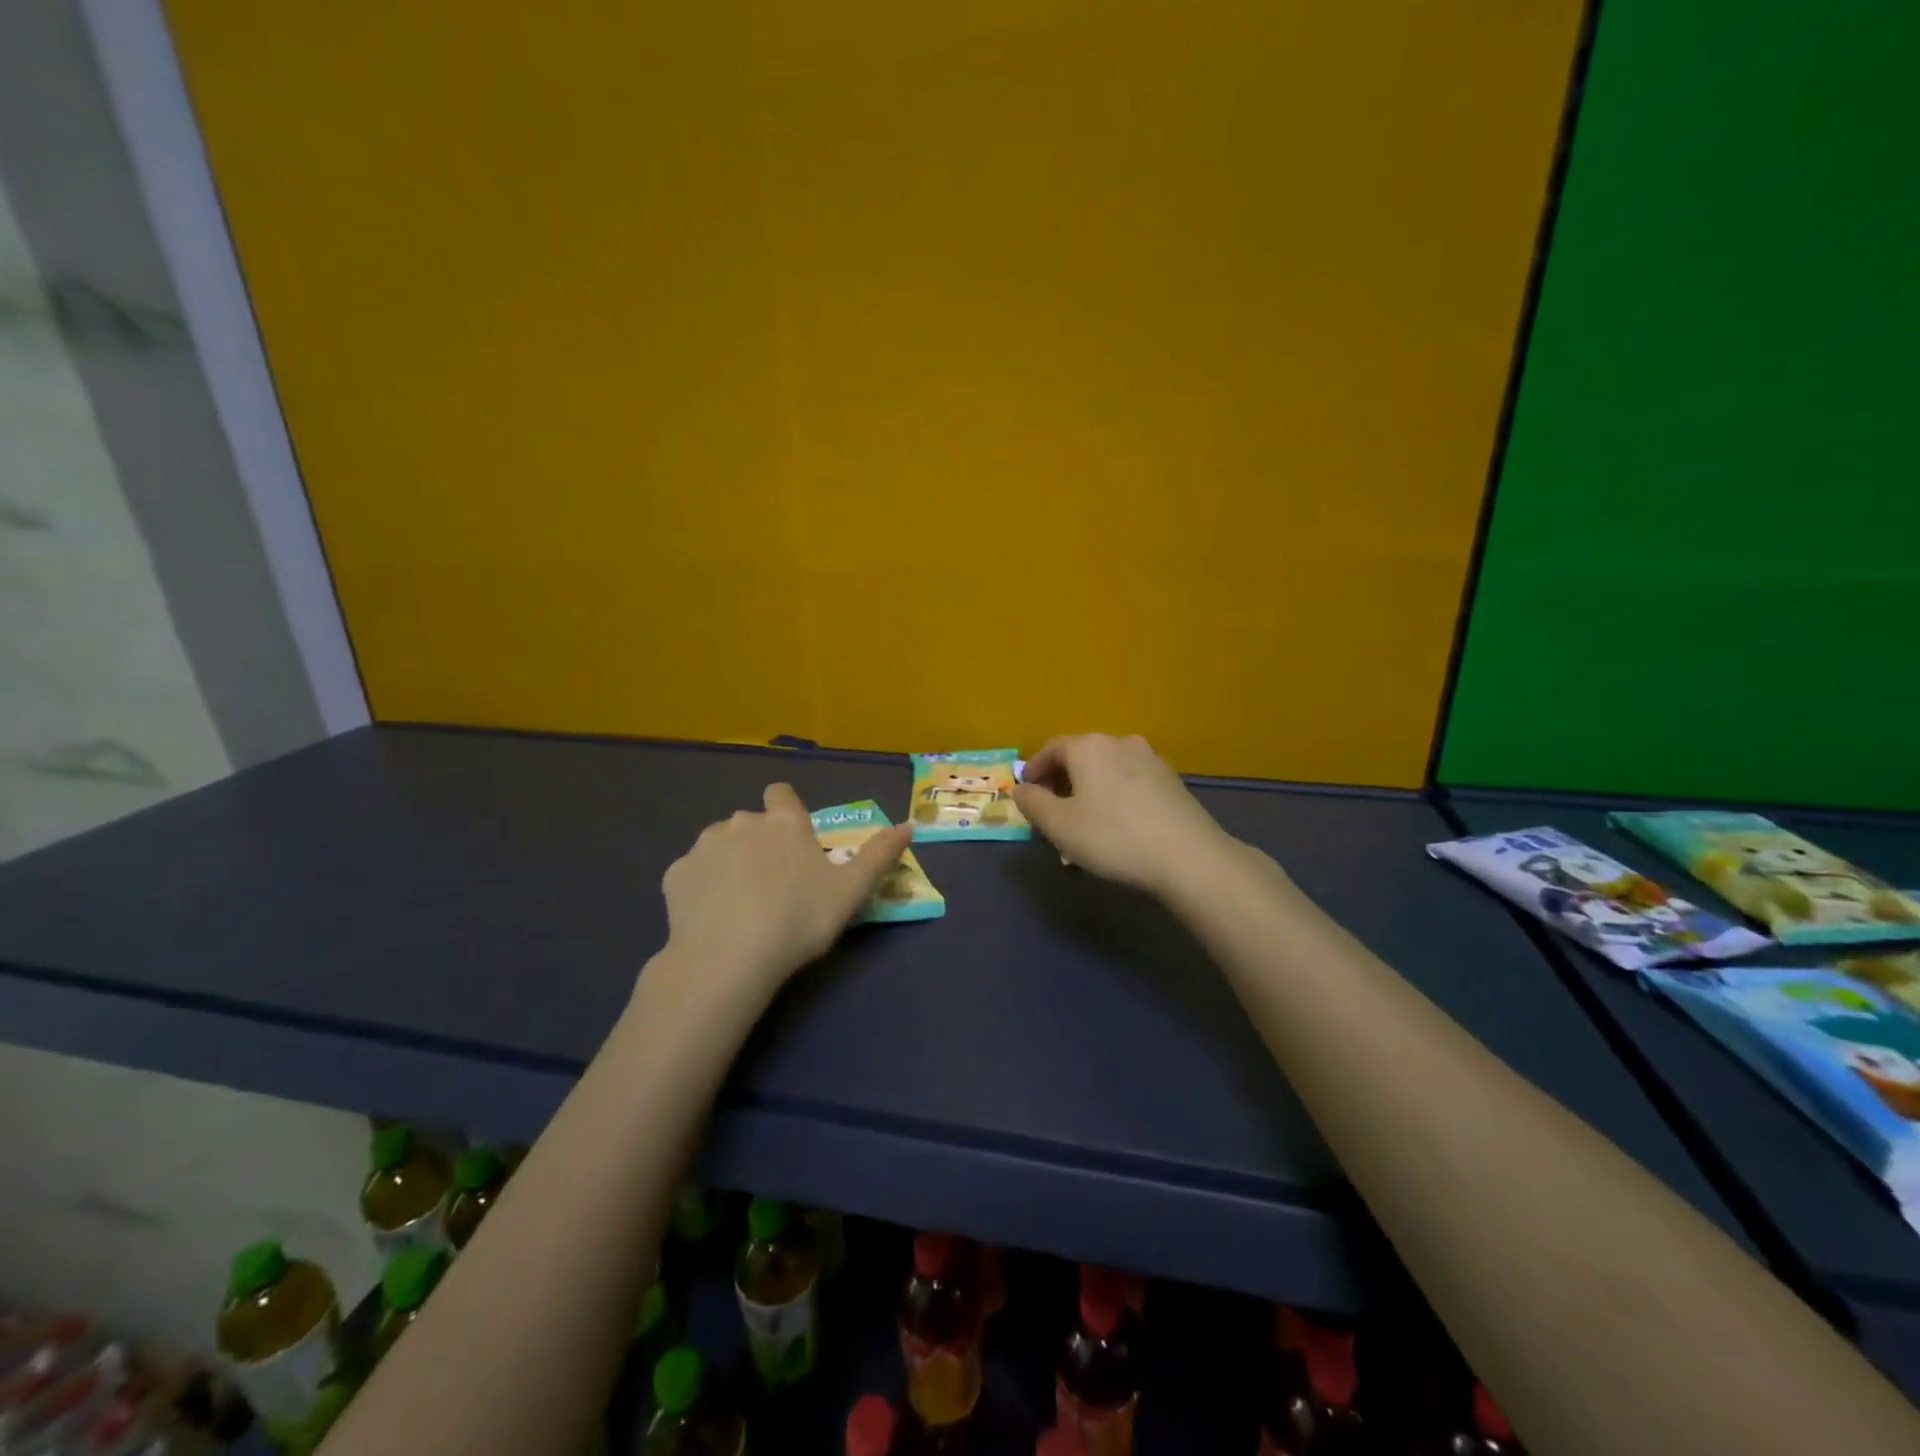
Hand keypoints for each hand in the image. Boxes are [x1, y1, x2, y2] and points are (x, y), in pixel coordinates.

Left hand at [657, 783, 913, 1003]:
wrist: (729, 957)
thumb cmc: (799, 918)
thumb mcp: (852, 890)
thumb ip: (880, 854)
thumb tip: (910, 824)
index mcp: (784, 822)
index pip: (782, 794)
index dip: (787, 811)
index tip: (795, 841)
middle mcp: (742, 822)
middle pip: (752, 822)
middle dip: (761, 842)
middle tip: (775, 884)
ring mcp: (704, 846)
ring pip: (719, 843)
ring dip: (730, 860)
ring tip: (741, 902)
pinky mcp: (676, 875)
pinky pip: (693, 872)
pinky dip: (702, 886)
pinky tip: (712, 917)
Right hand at [1013, 734, 1236, 898]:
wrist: (1188, 856)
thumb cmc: (1112, 836)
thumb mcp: (1059, 825)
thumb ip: (1032, 803)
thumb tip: (1020, 788)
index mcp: (1089, 747)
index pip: (1052, 748)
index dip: (1034, 769)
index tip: (1026, 792)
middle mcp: (1120, 743)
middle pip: (1081, 757)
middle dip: (1062, 782)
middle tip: (1052, 812)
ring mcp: (1151, 760)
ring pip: (1107, 771)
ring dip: (1089, 791)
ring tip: (1084, 824)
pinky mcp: (1172, 782)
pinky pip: (1130, 784)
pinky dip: (1115, 797)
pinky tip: (1117, 826)